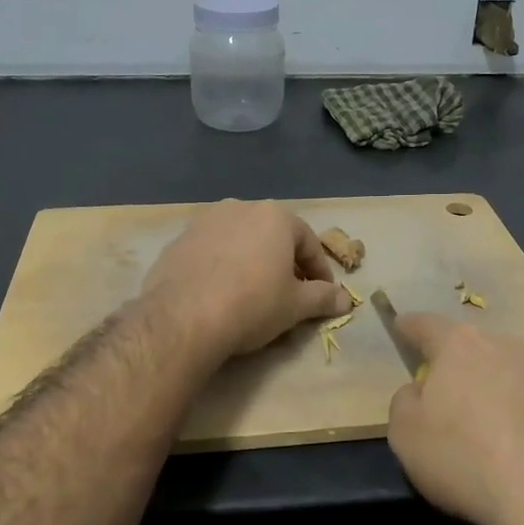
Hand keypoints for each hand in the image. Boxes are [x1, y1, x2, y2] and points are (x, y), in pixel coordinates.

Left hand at [142, 200, 351, 359]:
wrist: (183, 317)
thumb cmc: (252, 304)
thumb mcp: (296, 305)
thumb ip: (323, 298)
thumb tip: (345, 300)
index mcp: (275, 215)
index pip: (309, 243)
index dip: (320, 272)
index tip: (323, 296)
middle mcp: (240, 207)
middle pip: (273, 237)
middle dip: (285, 264)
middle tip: (290, 295)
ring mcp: (205, 221)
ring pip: (240, 241)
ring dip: (252, 262)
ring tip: (254, 294)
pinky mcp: (178, 240)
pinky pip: (211, 252)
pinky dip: (222, 267)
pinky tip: (221, 294)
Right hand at [387, 315, 523, 524]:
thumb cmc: (464, 459)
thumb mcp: (405, 435)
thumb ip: (406, 401)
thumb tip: (420, 392)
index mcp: (460, 347)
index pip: (427, 325)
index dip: (410, 327)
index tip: (402, 325)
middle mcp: (508, 346)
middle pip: (477, 348)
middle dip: (463, 365)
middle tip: (453, 396)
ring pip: (518, 373)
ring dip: (504, 390)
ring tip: (499, 430)